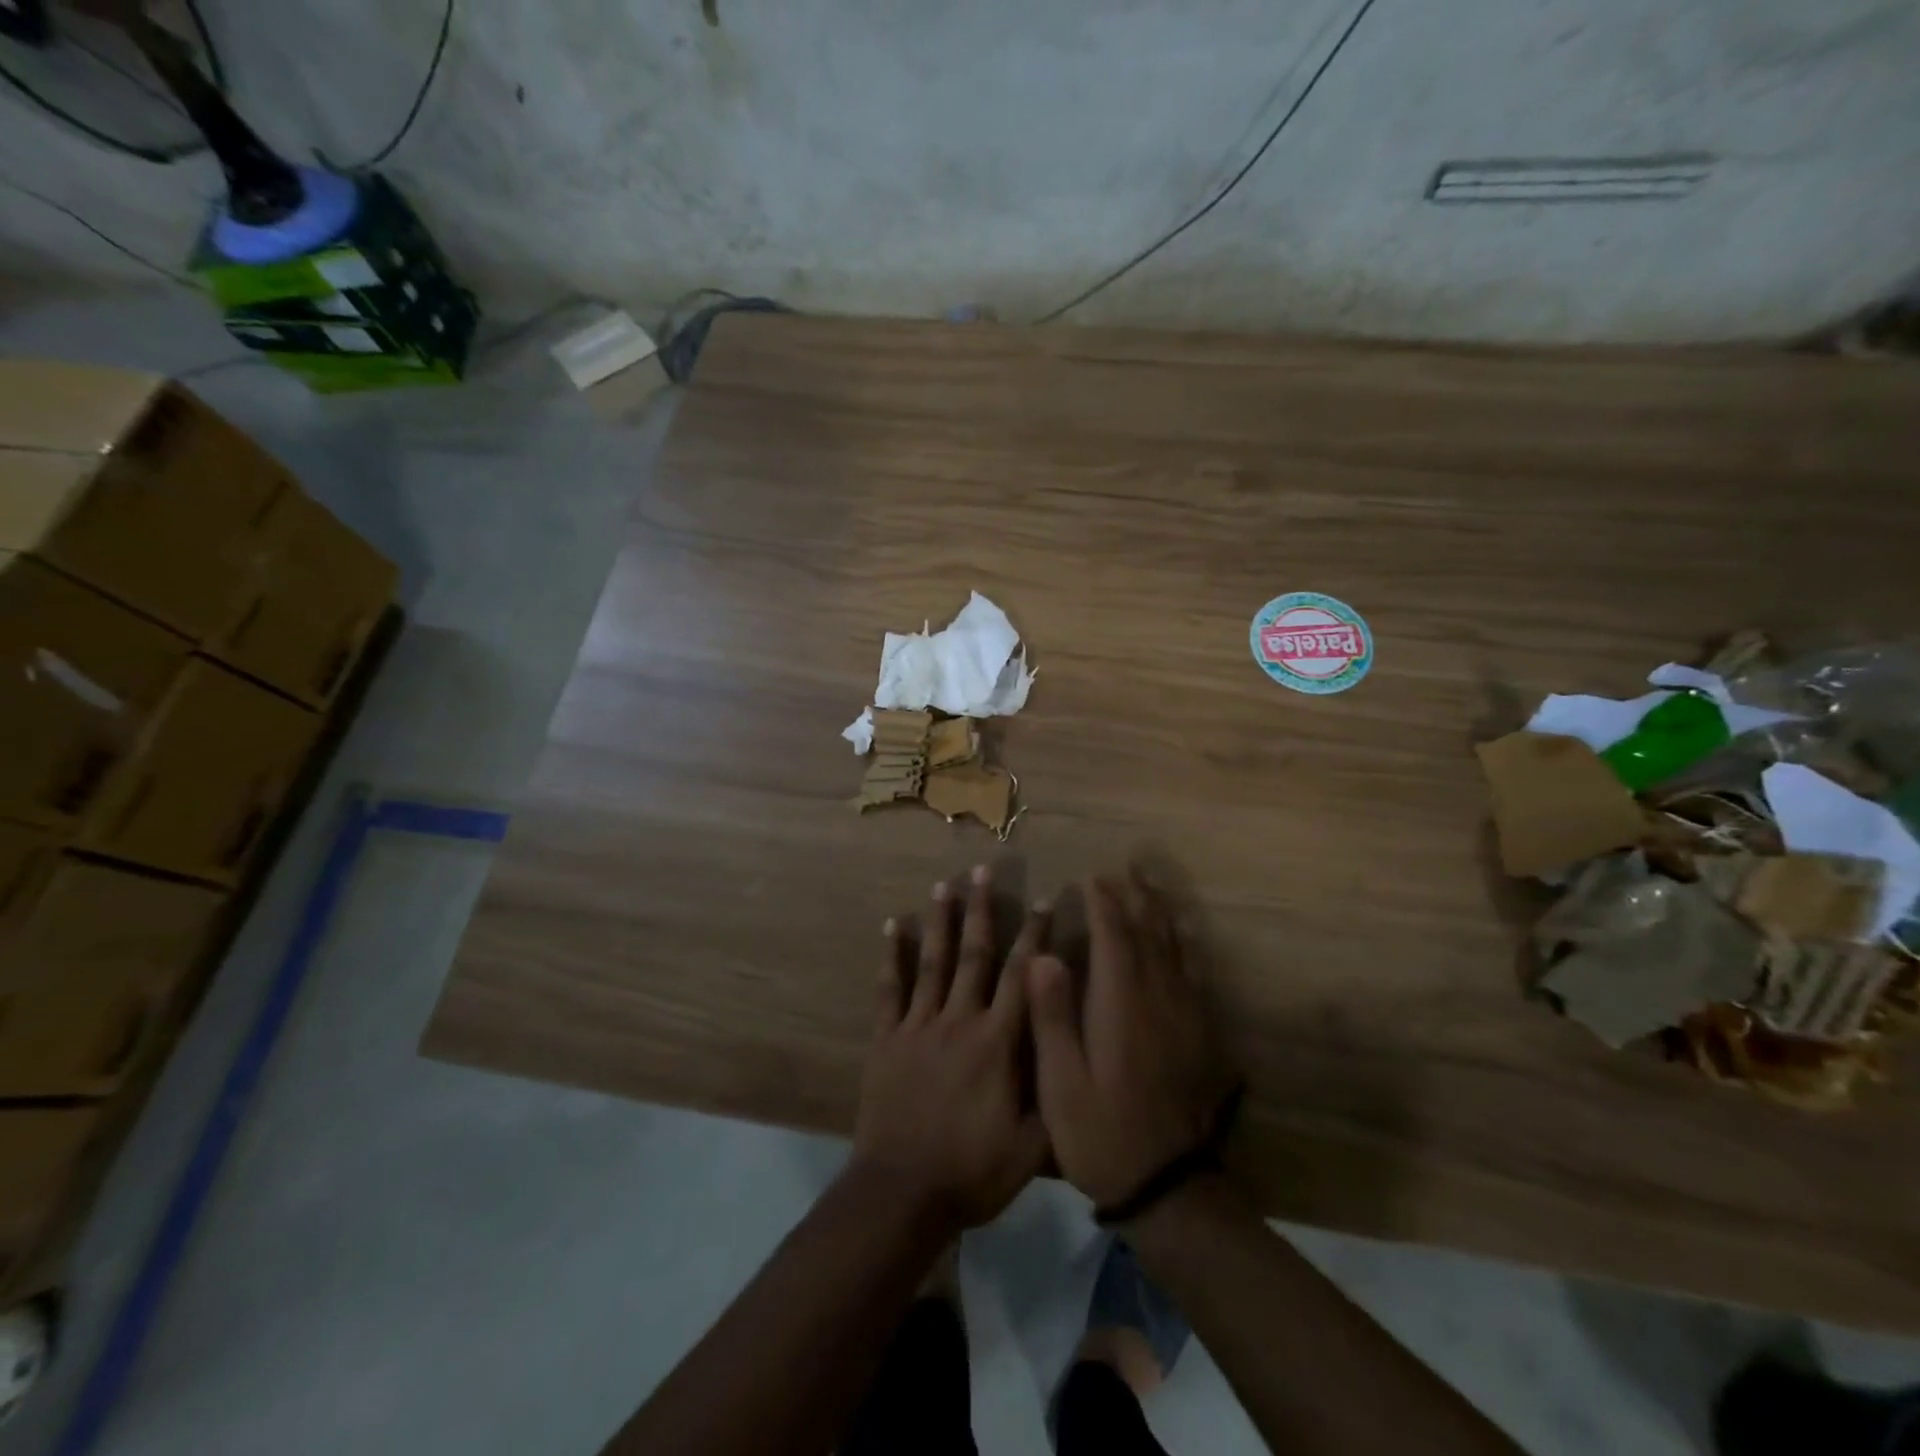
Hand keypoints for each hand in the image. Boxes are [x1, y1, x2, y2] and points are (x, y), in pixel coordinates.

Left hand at [853, 866, 1049, 1230]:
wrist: (902, 1192)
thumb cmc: (973, 1171)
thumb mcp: (1033, 1147)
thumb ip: (1055, 1096)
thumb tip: (1077, 1054)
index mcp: (998, 1042)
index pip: (1024, 976)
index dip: (1036, 935)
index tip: (1044, 899)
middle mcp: (960, 1020)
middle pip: (975, 954)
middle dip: (983, 910)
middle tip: (984, 869)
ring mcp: (919, 1026)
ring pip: (932, 961)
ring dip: (940, 920)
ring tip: (944, 884)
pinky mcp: (888, 1038)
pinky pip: (890, 989)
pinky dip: (891, 956)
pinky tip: (892, 926)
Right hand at [1029, 870, 1232, 1209]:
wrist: (1171, 1186)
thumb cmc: (1102, 1133)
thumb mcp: (1060, 1083)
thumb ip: (1051, 1016)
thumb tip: (1044, 955)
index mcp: (1121, 1003)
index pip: (1114, 937)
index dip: (1103, 903)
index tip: (1093, 877)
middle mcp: (1158, 997)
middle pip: (1149, 932)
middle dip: (1136, 897)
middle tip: (1126, 869)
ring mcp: (1185, 1014)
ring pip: (1175, 948)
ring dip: (1161, 914)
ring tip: (1151, 889)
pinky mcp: (1201, 1033)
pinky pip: (1193, 972)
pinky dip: (1183, 945)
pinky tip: (1181, 940)